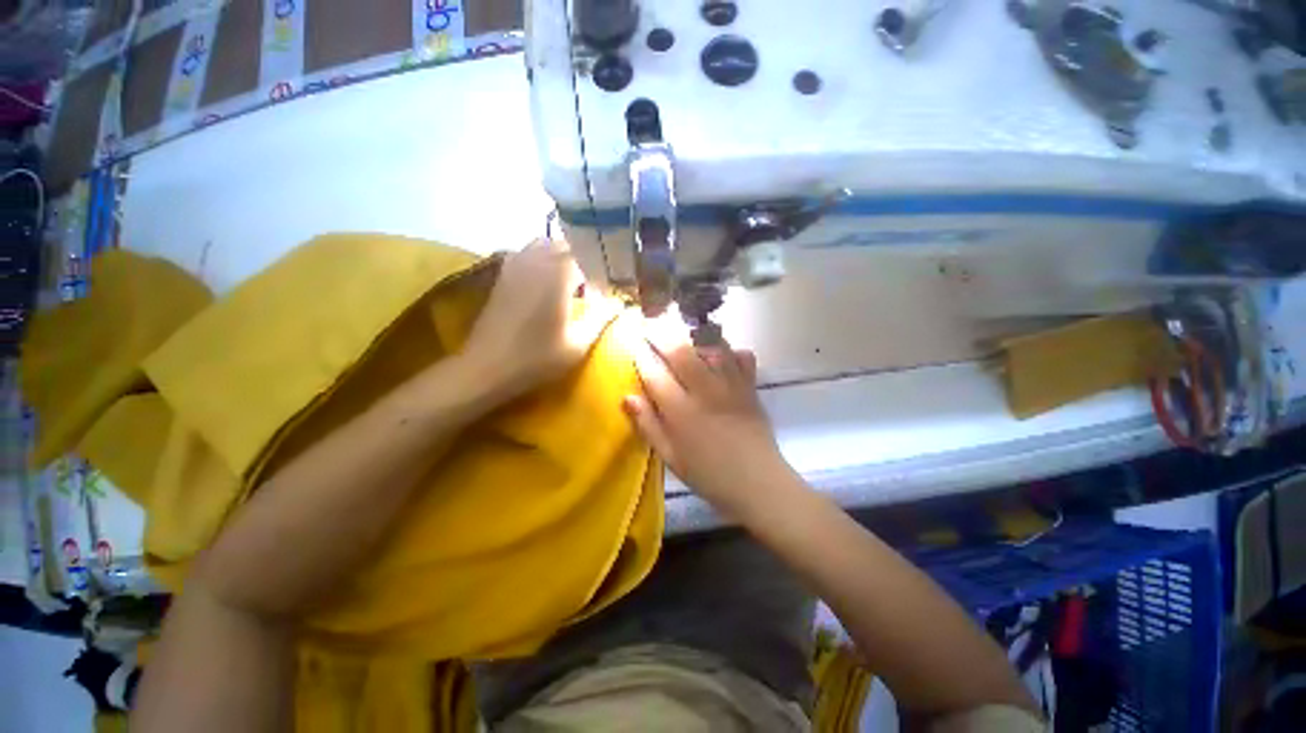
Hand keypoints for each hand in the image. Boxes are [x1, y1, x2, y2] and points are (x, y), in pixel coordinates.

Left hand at [462, 239, 615, 402]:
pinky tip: (552, 282)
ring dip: (567, 257)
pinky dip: (547, 259)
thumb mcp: (578, 343)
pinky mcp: (504, 273)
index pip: (592, 256)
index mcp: (558, 273)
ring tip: (578, 280)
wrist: (487, 368)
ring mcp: (517, 263)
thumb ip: (601, 317)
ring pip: (549, 245)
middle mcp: (537, 259)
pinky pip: (531, 253)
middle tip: (601, 283)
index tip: (617, 287)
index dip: (607, 270)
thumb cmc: (536, 358)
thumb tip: (619, 303)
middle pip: (570, 245)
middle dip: (589, 260)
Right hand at [623, 324, 790, 516]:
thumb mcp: (671, 457)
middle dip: (662, 334)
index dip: (641, 355)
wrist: (758, 483)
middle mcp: (705, 391)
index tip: (633, 344)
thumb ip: (648, 425)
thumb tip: (627, 397)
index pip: (654, 373)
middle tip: (651, 326)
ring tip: (682, 332)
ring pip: (711, 346)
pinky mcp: (750, 386)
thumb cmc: (709, 475)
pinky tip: (721, 353)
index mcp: (681, 412)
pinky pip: (741, 356)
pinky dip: (729, 349)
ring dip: (694, 335)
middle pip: (681, 351)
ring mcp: (731, 385)